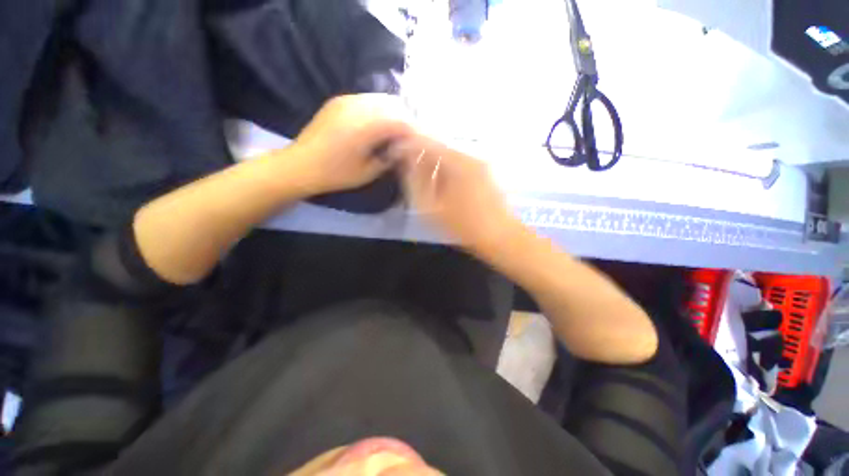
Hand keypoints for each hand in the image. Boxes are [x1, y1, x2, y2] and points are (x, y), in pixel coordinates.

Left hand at [291, 94, 414, 194]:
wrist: (300, 165)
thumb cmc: (336, 174)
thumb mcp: (368, 172)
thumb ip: (389, 158)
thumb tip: (402, 149)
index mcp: (367, 126)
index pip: (400, 121)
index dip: (413, 131)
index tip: (418, 142)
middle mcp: (358, 107)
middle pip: (392, 104)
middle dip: (405, 119)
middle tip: (409, 136)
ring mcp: (346, 100)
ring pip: (379, 99)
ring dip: (391, 112)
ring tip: (395, 130)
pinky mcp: (338, 101)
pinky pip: (365, 99)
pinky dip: (377, 109)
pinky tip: (377, 123)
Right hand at [391, 136, 520, 252]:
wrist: (501, 238)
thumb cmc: (464, 226)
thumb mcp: (433, 207)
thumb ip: (416, 182)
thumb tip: (406, 163)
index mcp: (457, 162)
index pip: (426, 143)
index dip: (407, 146)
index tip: (393, 154)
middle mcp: (470, 156)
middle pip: (438, 147)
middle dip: (420, 155)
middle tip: (406, 168)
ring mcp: (480, 164)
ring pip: (449, 156)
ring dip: (432, 163)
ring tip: (421, 178)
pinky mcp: (484, 174)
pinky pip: (459, 165)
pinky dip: (445, 170)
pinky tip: (440, 184)